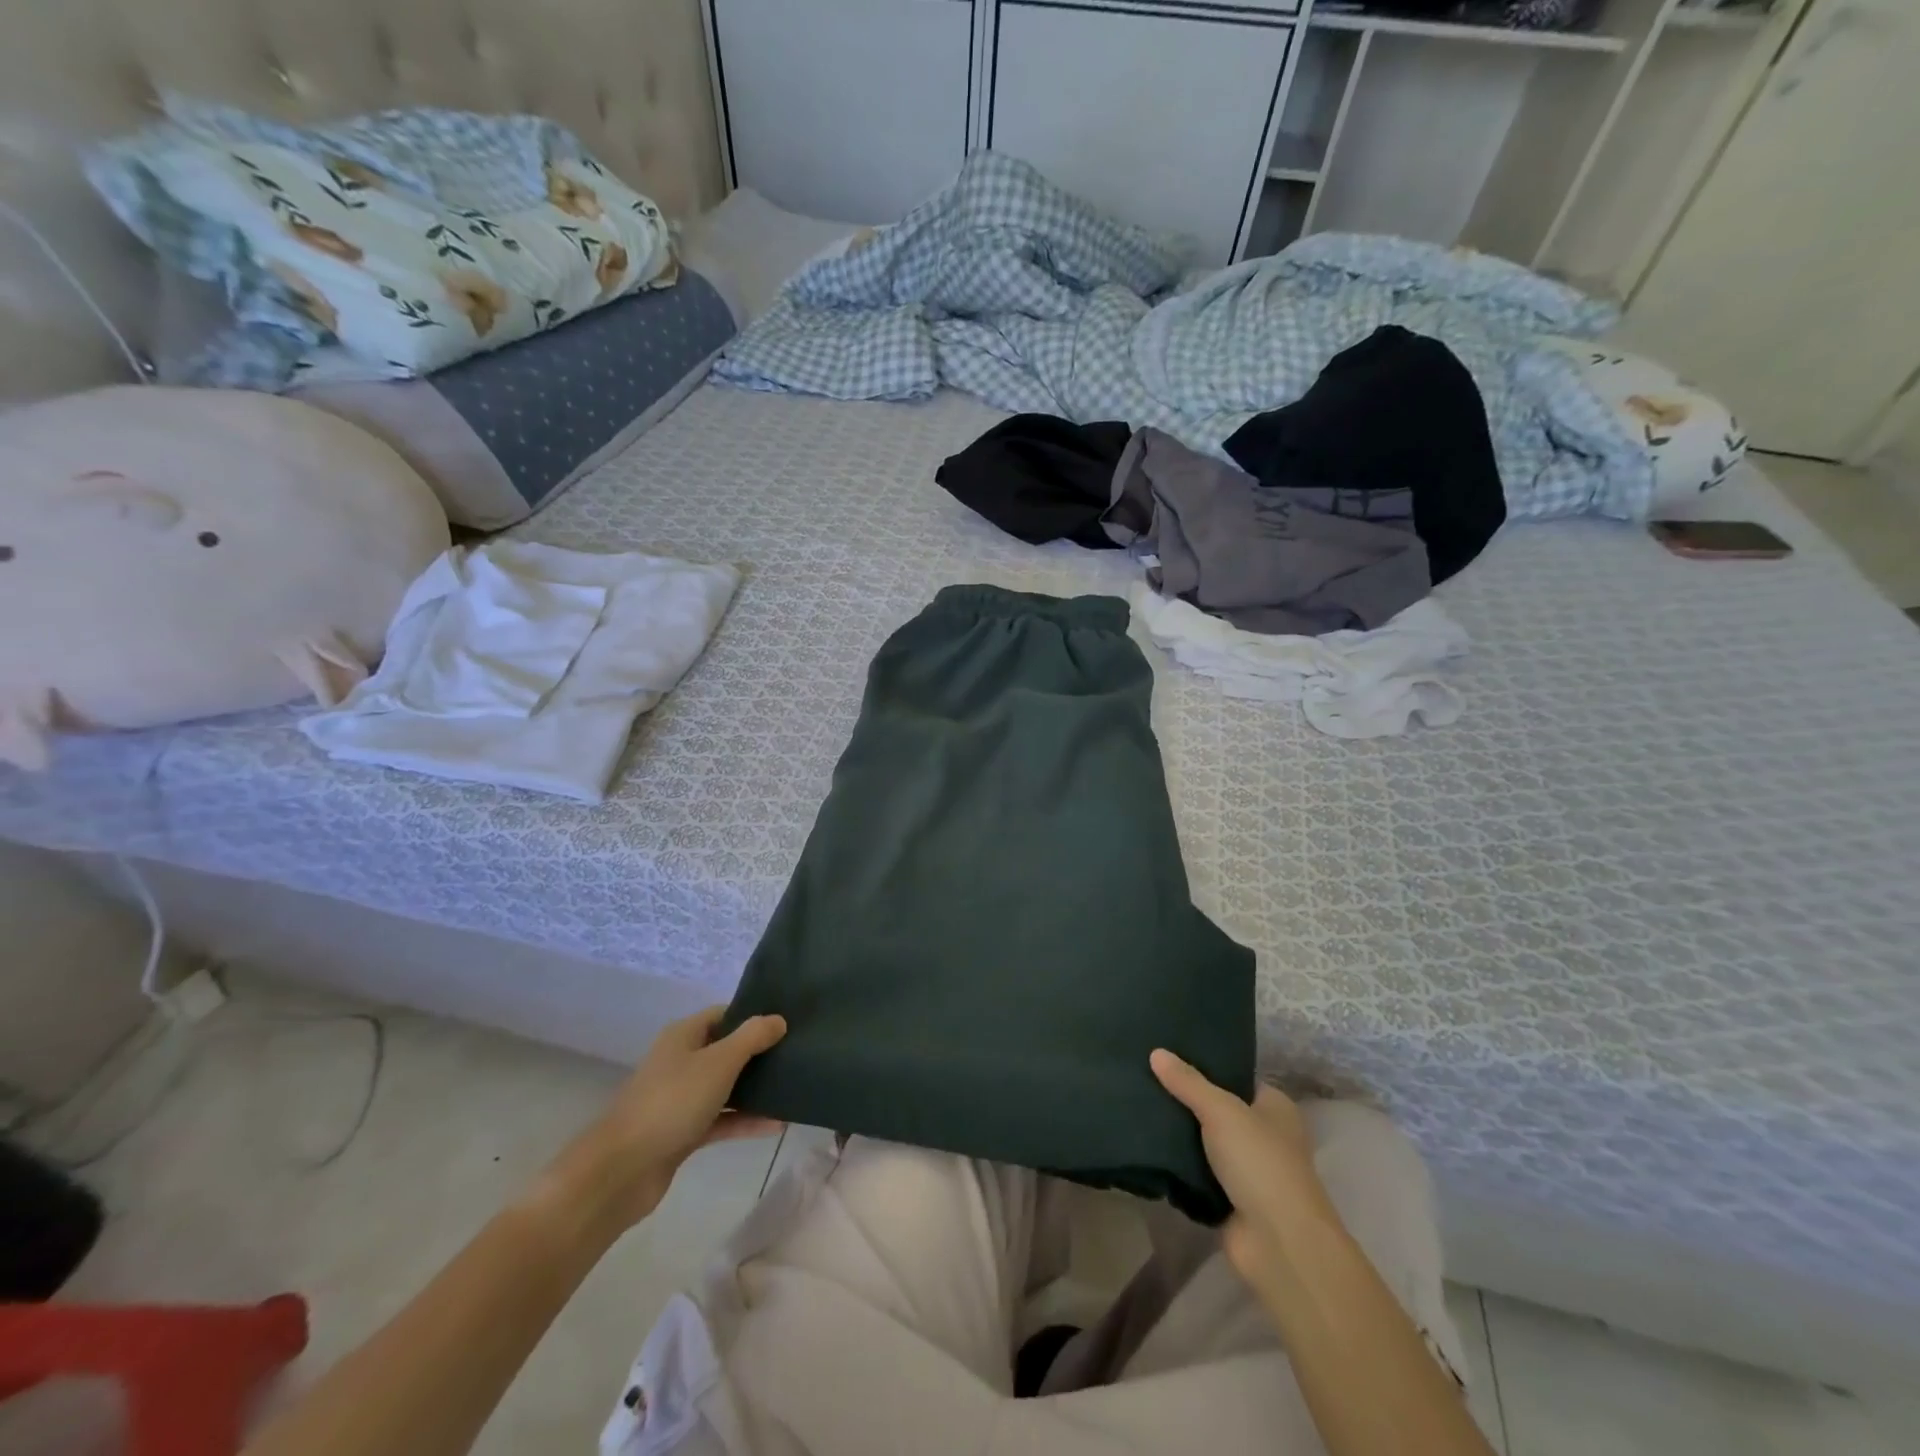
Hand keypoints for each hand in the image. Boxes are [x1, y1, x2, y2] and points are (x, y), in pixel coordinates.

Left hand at [546, 1007, 786, 1231]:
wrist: (622, 1170)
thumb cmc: (672, 1102)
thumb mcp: (719, 1062)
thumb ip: (752, 1037)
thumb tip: (778, 1019)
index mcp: (683, 1036)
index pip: (723, 1014)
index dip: (753, 1016)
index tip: (786, 1023)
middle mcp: (681, 1061)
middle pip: (726, 1050)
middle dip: (758, 1053)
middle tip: (796, 1053)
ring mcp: (680, 1099)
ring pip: (725, 1086)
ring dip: (755, 1089)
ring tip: (793, 1087)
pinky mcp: (683, 1132)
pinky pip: (721, 1119)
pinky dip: (745, 1120)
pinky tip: (777, 1125)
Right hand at [1151, 1049, 1334, 1284]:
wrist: (1278, 1244)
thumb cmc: (1260, 1162)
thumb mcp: (1221, 1110)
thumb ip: (1187, 1082)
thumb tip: (1156, 1051)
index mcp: (1275, 1107)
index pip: (1235, 1076)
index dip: (1205, 1065)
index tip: (1168, 1054)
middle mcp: (1265, 1135)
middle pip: (1217, 1108)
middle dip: (1186, 1099)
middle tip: (1145, 1077)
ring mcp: (1247, 1170)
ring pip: (1205, 1141)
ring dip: (1180, 1133)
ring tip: (1138, 1105)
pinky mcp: (1229, 1200)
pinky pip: (1198, 1172)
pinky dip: (1179, 1165)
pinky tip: (1148, 1145)